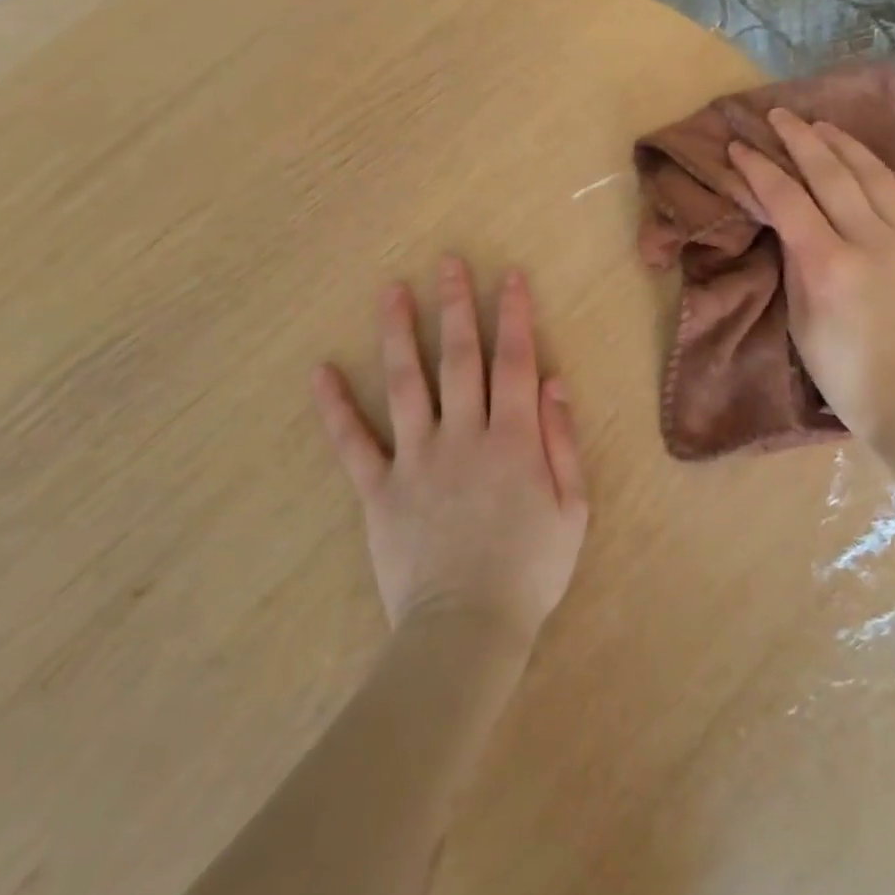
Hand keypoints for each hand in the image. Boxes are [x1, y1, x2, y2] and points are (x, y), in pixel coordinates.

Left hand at [312, 257, 588, 649]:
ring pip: (406, 384)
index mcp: (514, 439)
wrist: (468, 631)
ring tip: (390, 291)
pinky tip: (321, 372)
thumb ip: (563, 441)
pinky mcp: (379, 489)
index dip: (514, 315)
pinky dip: (335, 408)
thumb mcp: (573, 508)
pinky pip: (353, 443)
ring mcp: (416, 459)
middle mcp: (464, 435)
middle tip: (448, 263)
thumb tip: (553, 381)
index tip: (509, 276)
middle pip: (459, 358)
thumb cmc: (531, 570)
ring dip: (399, 334)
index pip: (515, 361)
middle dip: (456, 306)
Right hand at [728, 107, 894, 443]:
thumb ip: (795, 266)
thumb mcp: (801, 323)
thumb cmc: (845, 375)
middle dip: (800, 138)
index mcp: (828, 262)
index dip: (759, 169)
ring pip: (877, 176)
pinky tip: (890, 170)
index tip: (739, 146)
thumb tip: (791, 227)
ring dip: (846, 146)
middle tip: (779, 115)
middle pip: (831, 173)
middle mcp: (871, 240)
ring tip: (824, 126)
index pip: (786, 199)